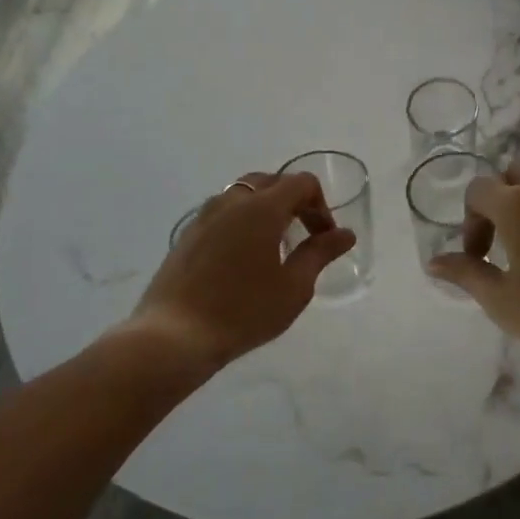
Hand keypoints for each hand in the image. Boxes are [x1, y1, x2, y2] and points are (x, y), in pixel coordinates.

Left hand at [119, 172, 356, 370]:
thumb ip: (320, 253)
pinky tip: (243, 257)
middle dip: (294, 201)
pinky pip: (223, 213)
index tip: (324, 238)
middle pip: (271, 181)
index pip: (301, 183)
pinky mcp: (187, 235)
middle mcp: (232, 201)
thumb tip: (345, 234)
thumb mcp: (294, 286)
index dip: (321, 205)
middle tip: (304, 235)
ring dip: (266, 208)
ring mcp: (204, 216)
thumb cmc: (243, 311)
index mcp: (262, 208)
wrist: (174, 336)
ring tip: (274, 245)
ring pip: (243, 194)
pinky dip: (242, 221)